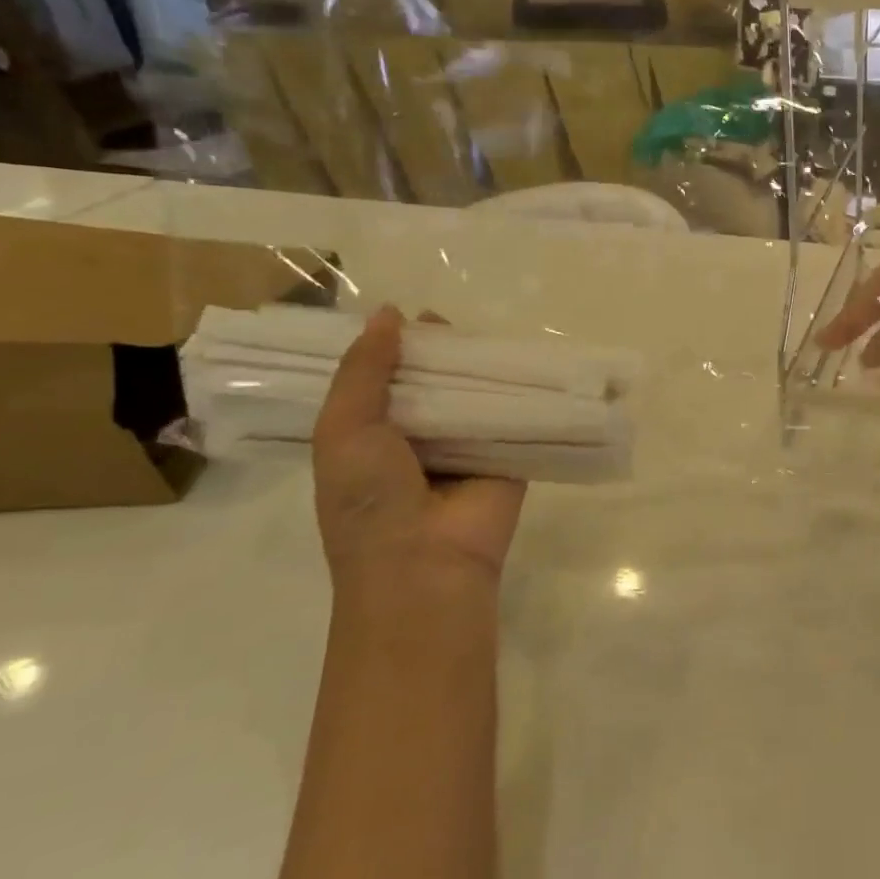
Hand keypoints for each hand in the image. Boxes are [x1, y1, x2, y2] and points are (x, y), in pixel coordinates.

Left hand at [312, 305, 525, 614]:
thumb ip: (363, 371)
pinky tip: (536, 360)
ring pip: (476, 394)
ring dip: (484, 369)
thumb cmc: (369, 499)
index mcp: (372, 434)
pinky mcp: (510, 456)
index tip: (409, 314)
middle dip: (443, 353)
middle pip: (434, 382)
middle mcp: (420, 437)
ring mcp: (467, 447)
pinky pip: (516, 416)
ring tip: (495, 331)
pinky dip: (522, 392)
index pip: (384, 379)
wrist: (426, 565)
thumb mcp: (343, 429)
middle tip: (455, 320)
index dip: (394, 347)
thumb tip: (390, 313)